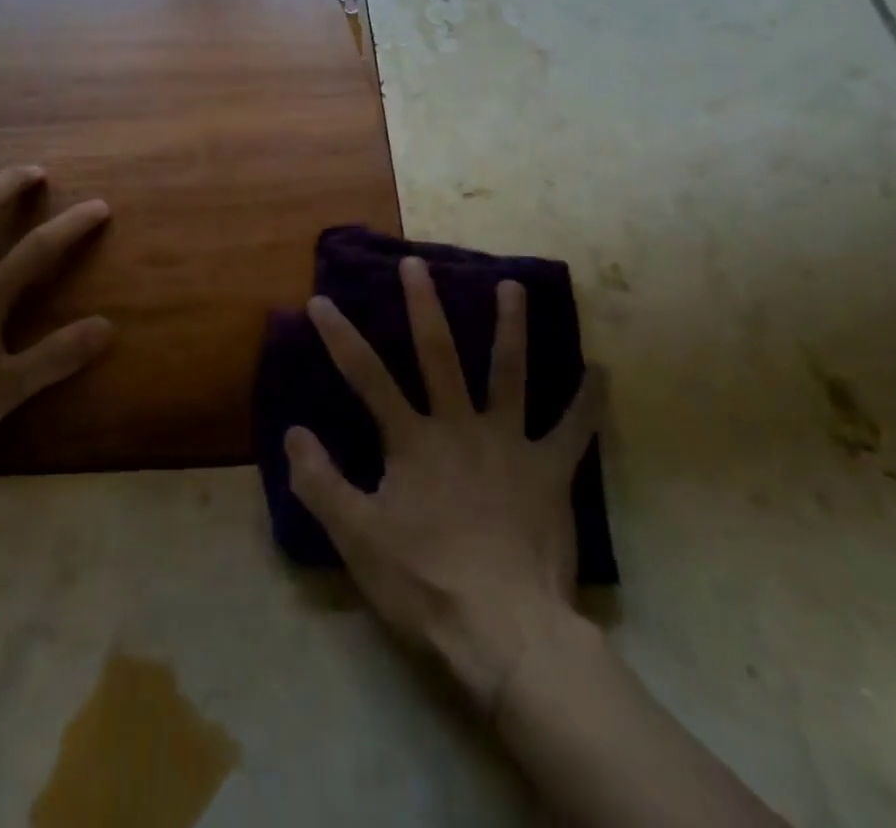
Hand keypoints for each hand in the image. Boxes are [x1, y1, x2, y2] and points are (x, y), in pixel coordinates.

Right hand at [284, 257, 598, 712]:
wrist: (504, 631)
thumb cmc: (424, 583)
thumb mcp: (357, 538)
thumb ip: (321, 483)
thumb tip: (292, 433)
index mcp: (412, 440)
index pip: (366, 377)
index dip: (340, 337)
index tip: (321, 301)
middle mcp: (460, 426)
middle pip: (438, 355)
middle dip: (424, 306)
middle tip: (417, 264)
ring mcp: (509, 444)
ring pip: (510, 373)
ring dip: (511, 327)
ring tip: (513, 286)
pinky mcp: (550, 472)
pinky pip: (574, 430)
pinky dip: (589, 400)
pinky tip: (602, 369)